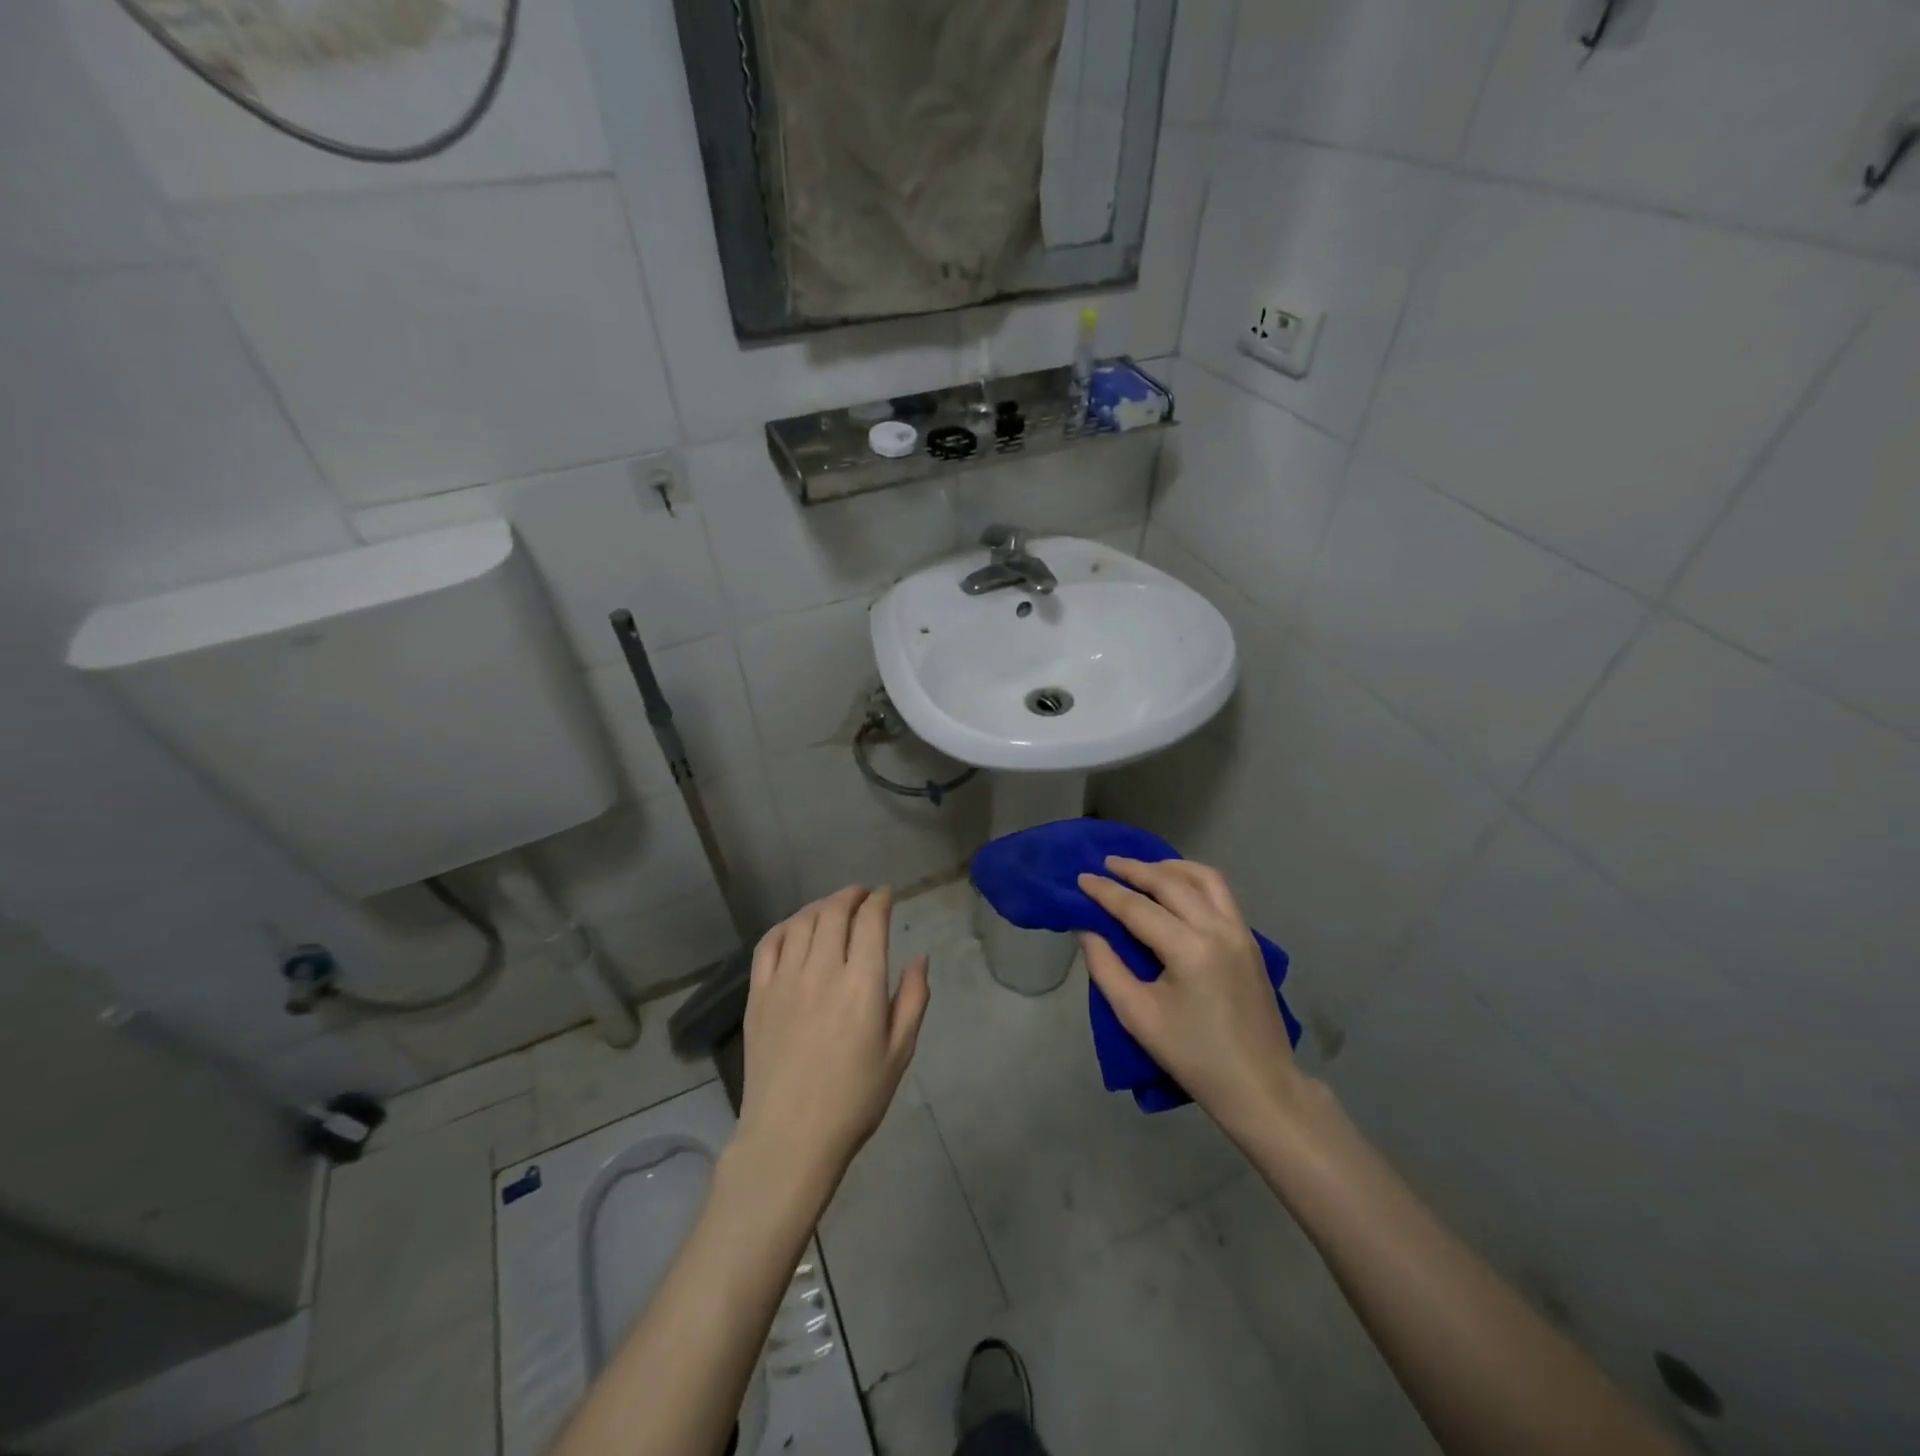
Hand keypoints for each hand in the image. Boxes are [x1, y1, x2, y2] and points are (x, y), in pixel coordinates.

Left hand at [734, 886, 929, 1199]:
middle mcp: (822, 970)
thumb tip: (920, 958)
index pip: (870, 920)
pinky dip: (786, 926)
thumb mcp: (899, 1052)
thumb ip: (913, 999)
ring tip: (833, 908)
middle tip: (862, 896)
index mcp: (862, 984)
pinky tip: (795, 928)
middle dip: (852, 895)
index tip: (886, 895)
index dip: (880, 900)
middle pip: (835, 911)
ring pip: (802, 922)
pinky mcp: (758, 994)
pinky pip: (769, 944)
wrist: (790, 1136)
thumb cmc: (854, 1098)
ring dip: (821, 906)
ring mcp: (785, 979)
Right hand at [1077, 857, 1306, 1136]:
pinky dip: (1193, 880)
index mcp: (1189, 949)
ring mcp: (1241, 932)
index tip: (1080, 878)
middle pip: (1171, 882)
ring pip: (1204, 878)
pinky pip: (1221, 893)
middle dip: (1135, 869)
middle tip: (1106, 864)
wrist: (1260, 1087)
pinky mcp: (1251, 940)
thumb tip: (1086, 929)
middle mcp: (1218, 929)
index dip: (1105, 892)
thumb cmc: (1193, 1056)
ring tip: (1142, 869)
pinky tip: (1176, 888)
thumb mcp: (1137, 1016)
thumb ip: (1106, 967)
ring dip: (1170, 867)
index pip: (1138, 908)